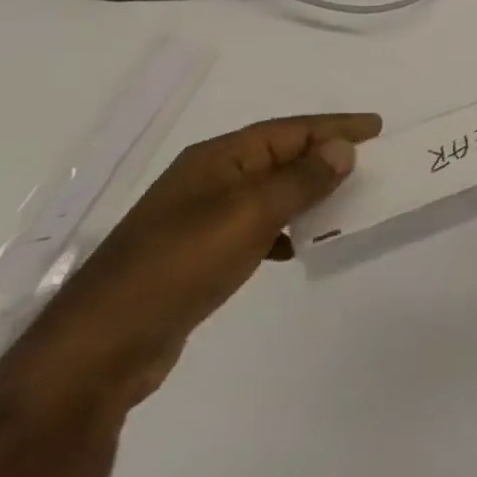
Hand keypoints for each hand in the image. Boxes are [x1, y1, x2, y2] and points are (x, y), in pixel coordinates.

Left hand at [0, 113, 379, 414]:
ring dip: (307, 193)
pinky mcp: (196, 256)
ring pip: (269, 192)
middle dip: (323, 156)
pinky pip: (255, 226)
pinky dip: (284, 228)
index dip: (334, 126)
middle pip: (279, 156)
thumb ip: (300, 180)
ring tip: (346, 199)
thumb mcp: (249, 215)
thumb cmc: (179, 266)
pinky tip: (299, 245)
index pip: (289, 130)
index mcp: (217, 159)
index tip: (377, 127)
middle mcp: (208, 180)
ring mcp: (198, 219)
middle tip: (370, 160)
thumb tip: (343, 148)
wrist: (99, 349)